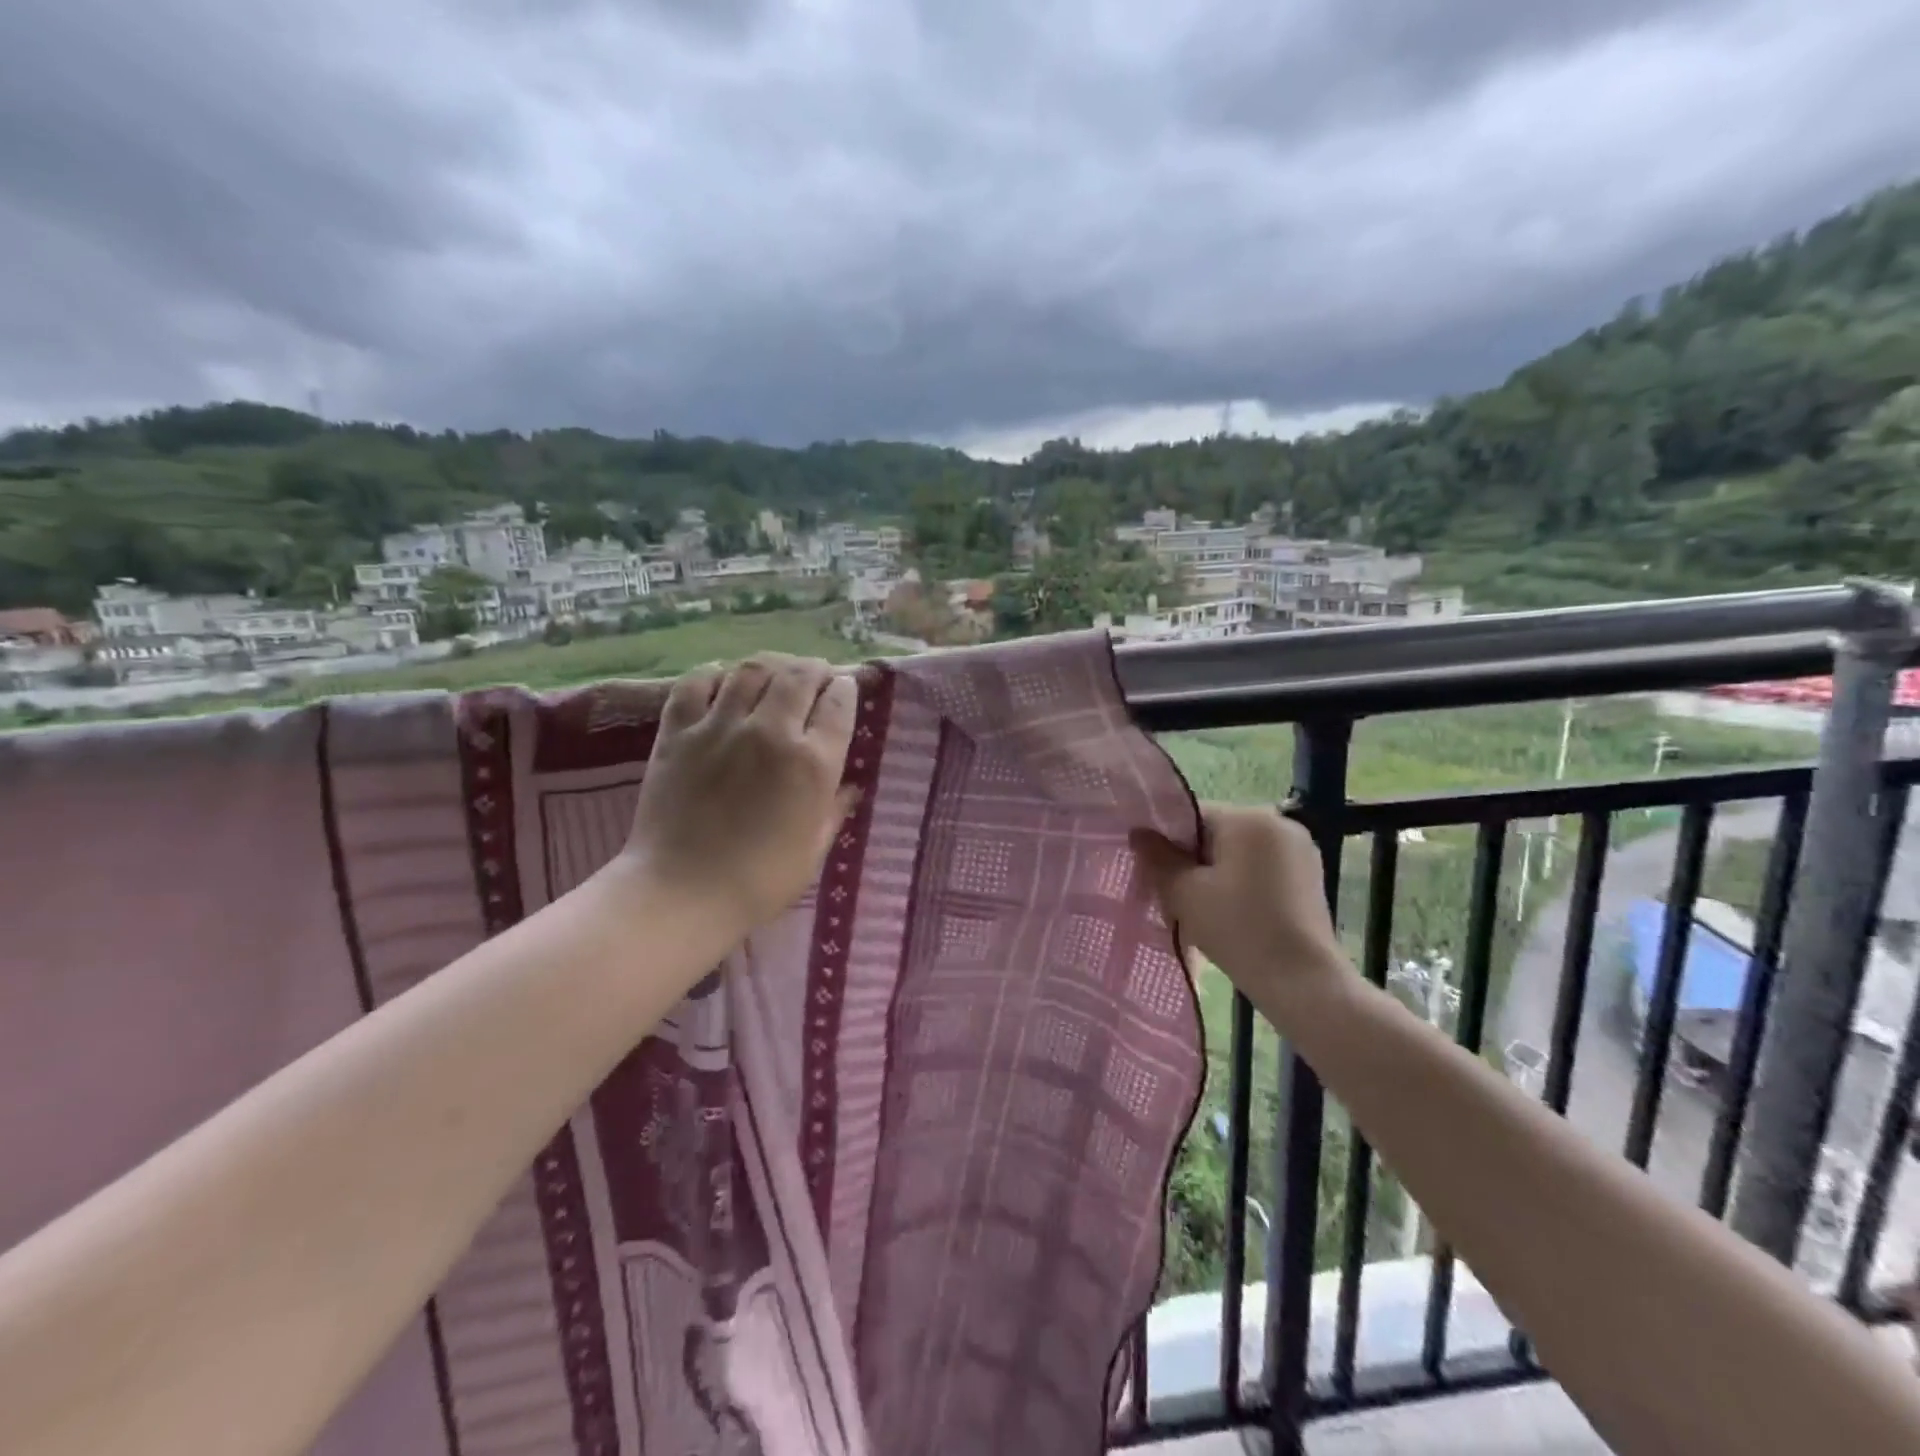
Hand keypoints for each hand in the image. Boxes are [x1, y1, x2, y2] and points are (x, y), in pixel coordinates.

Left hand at [621, 654, 858, 937]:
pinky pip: (696, 682)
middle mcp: (772, 732)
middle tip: (814, 675)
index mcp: (813, 763)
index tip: (843, 690)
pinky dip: (714, 674)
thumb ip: (834, 811)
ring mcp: (721, 726)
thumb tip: (850, 787)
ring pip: (752, 669)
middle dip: (814, 669)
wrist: (682, 893)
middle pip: (799, 675)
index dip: (845, 689)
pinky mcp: (678, 731)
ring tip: (774, 673)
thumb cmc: (759, 881)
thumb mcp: (813, 851)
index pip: (838, 702)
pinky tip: (722, 680)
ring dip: (771, 665)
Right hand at [1132, 803, 1348, 1000]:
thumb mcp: (1185, 892)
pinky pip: (1261, 870)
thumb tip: (1139, 833)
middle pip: (1216, 834)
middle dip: (1192, 862)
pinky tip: (1232, 918)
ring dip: (1215, 876)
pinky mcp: (1310, 878)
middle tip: (1175, 899)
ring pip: (1238, 854)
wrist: (1302, 982)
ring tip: (1203, 914)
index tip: (1156, 875)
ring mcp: (1299, 851)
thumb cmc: (1238, 929)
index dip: (1167, 843)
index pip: (1192, 816)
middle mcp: (1279, 823)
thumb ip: (1158, 857)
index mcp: (1249, 818)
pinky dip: (1241, 886)